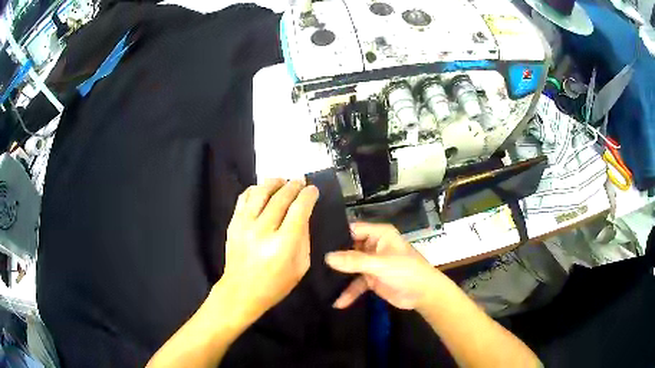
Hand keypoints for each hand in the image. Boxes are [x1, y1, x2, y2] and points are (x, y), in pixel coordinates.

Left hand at [219, 179, 318, 321]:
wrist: (241, 291)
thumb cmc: (275, 284)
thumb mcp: (301, 266)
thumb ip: (304, 238)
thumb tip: (303, 215)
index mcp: (284, 244)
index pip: (299, 209)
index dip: (308, 195)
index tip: (313, 190)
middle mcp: (263, 230)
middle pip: (281, 197)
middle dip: (294, 185)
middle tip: (301, 181)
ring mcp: (245, 225)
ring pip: (261, 192)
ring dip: (274, 182)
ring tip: (283, 181)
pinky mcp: (233, 223)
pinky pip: (244, 198)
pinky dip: (255, 189)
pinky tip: (263, 189)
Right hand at [325, 223, 437, 309]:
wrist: (423, 294)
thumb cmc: (406, 271)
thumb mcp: (380, 264)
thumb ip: (354, 261)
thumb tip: (327, 257)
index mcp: (379, 235)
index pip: (353, 230)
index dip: (336, 235)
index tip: (314, 242)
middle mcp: (374, 246)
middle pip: (349, 249)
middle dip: (334, 258)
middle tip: (310, 262)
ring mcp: (372, 264)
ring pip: (351, 267)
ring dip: (339, 277)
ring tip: (319, 283)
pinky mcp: (372, 279)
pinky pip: (356, 283)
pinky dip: (349, 292)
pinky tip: (338, 303)